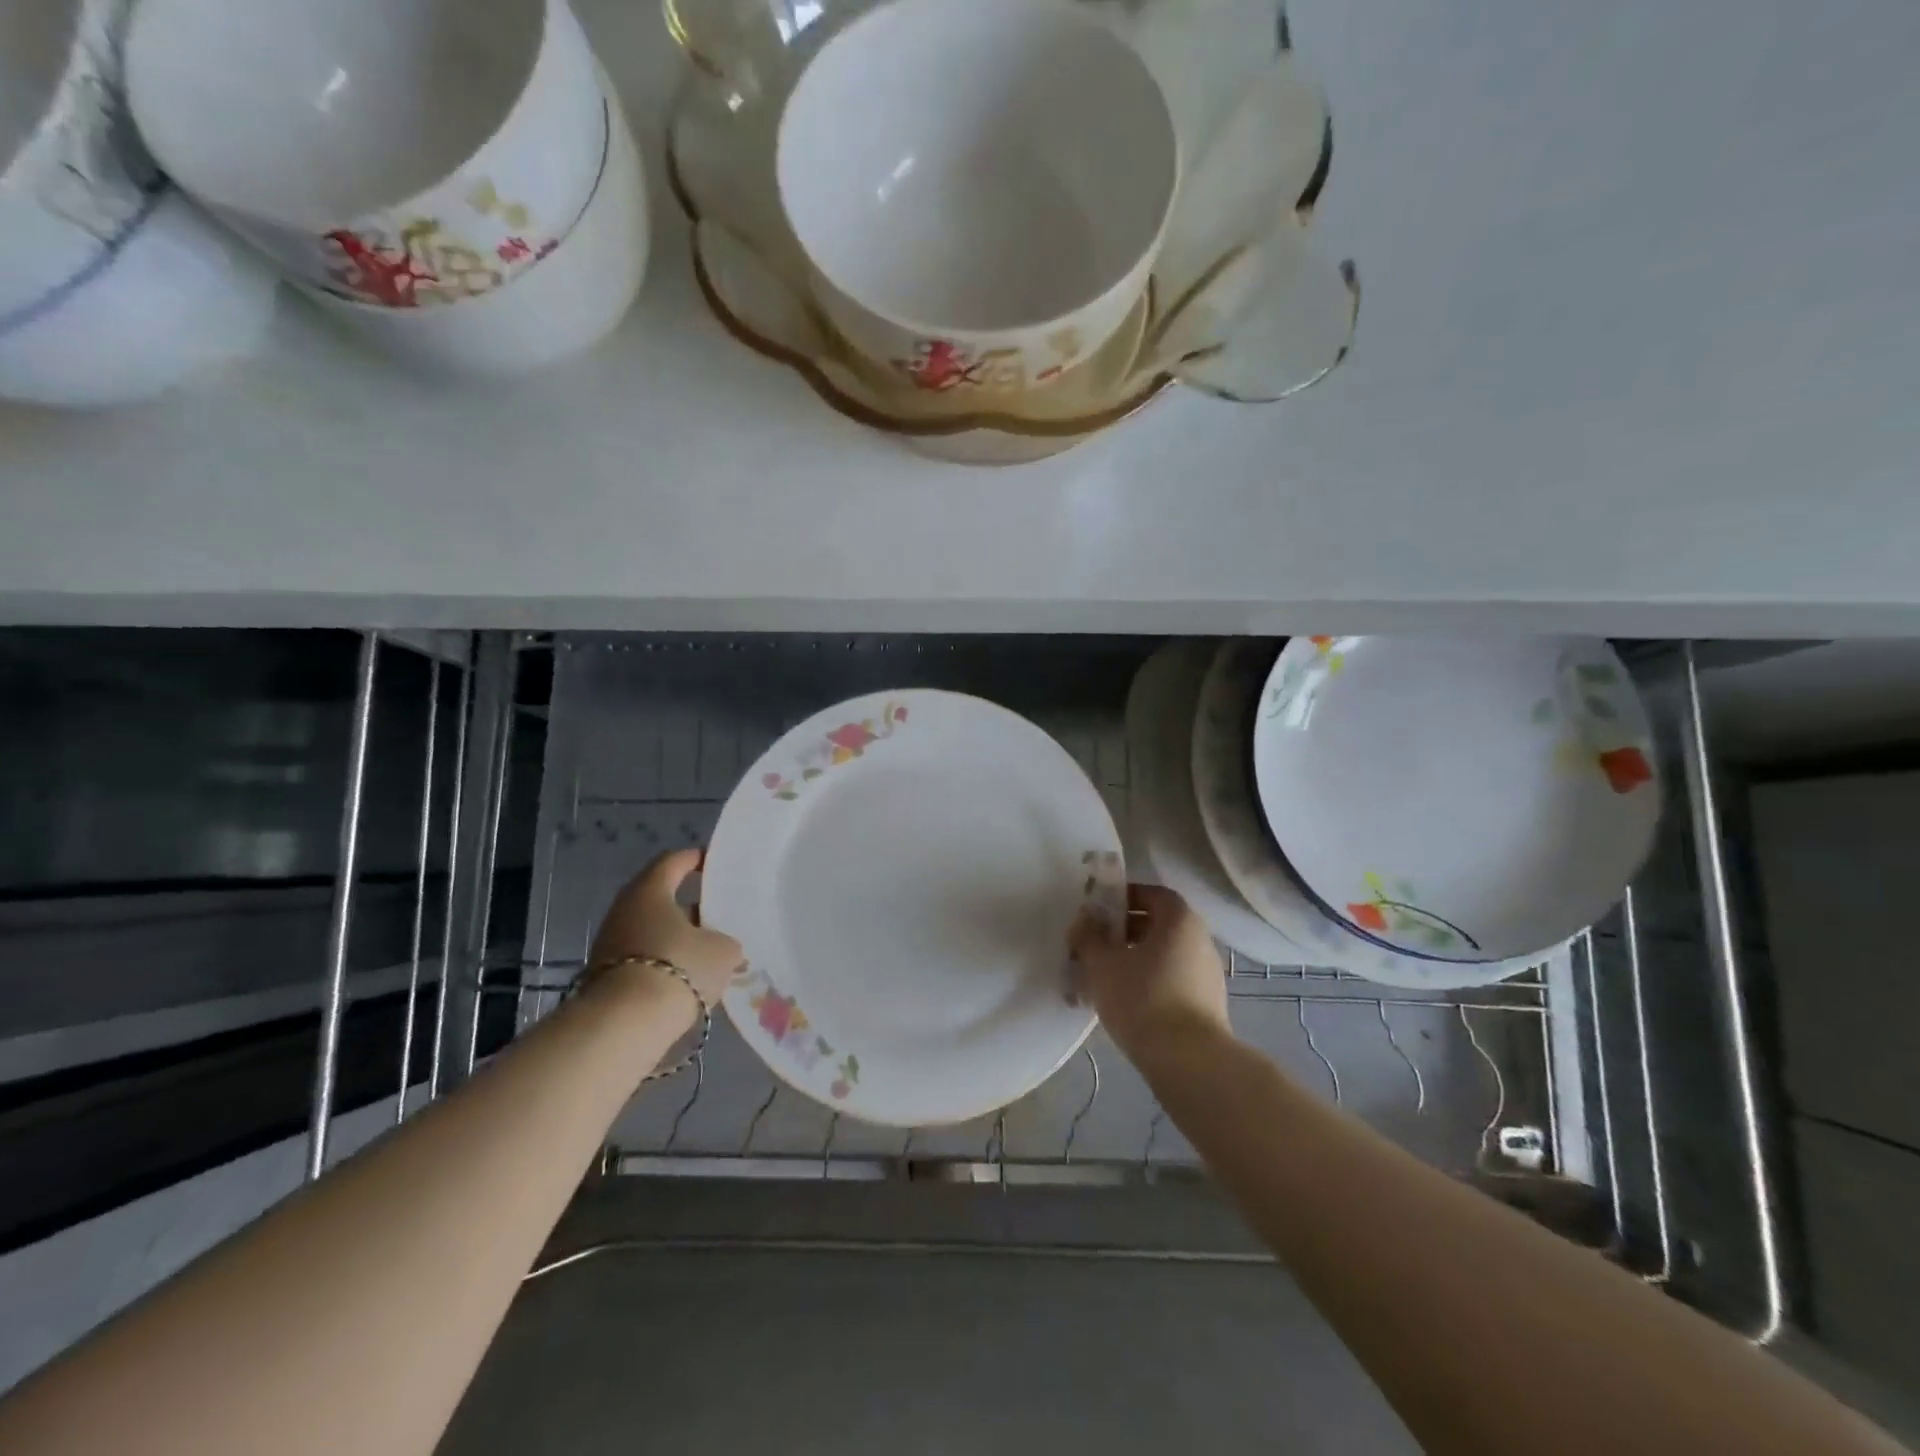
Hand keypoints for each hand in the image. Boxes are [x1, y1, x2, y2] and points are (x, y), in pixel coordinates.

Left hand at [588, 849, 744, 1009]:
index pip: (672, 862)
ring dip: (678, 939)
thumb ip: (726, 942)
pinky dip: (664, 964)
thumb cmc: (679, 967)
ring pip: (652, 931)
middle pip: (661, 899)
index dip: (695, 860)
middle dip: (690, 907)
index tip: (715, 865)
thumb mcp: (722, 951)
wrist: (624, 1025)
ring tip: (708, 953)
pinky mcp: (605, 977)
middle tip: (718, 916)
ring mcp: (610, 944)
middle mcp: (624, 910)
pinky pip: (643, 959)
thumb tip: (722, 948)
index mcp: (650, 890)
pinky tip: (688, 980)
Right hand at [1069, 883, 1231, 1065]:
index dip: (1124, 898)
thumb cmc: (1142, 998)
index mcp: (1180, 920)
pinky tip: (1124, 1004)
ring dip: (1133, 960)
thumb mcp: (1102, 963)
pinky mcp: (1207, 1005)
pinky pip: (1172, 981)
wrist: (1189, 1062)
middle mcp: (1200, 940)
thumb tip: (1085, 920)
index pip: (1152, 894)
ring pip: (1163, 956)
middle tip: (1094, 946)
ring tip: (1103, 979)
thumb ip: (1089, 936)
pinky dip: (1148, 983)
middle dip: (1123, 932)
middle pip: (1157, 925)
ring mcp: (1207, 974)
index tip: (1098, 912)